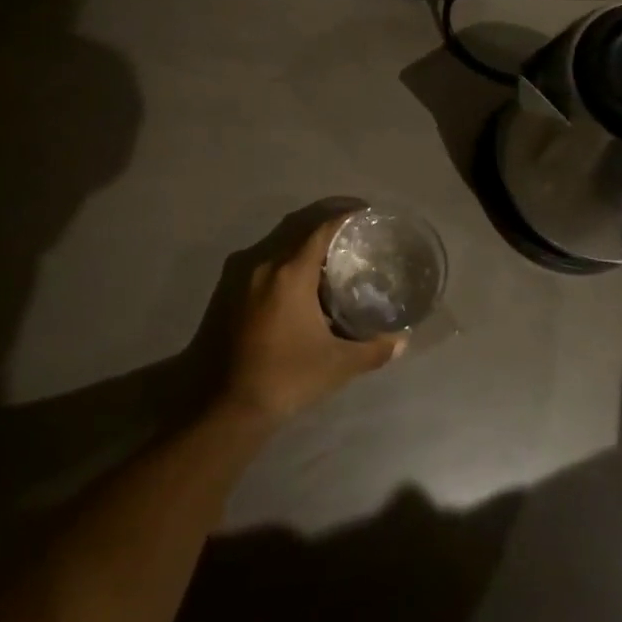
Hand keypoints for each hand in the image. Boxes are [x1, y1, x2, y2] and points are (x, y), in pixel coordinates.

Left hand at [218, 215, 404, 423]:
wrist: (220, 407)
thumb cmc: (283, 379)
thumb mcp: (336, 366)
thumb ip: (372, 350)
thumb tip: (402, 341)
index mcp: (289, 271)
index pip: (321, 227)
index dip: (345, 215)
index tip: (366, 214)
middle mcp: (262, 261)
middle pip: (298, 225)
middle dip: (326, 220)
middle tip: (353, 229)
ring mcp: (239, 273)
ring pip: (277, 240)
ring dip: (302, 239)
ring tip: (329, 252)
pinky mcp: (225, 289)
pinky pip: (261, 258)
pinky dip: (283, 256)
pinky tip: (297, 278)